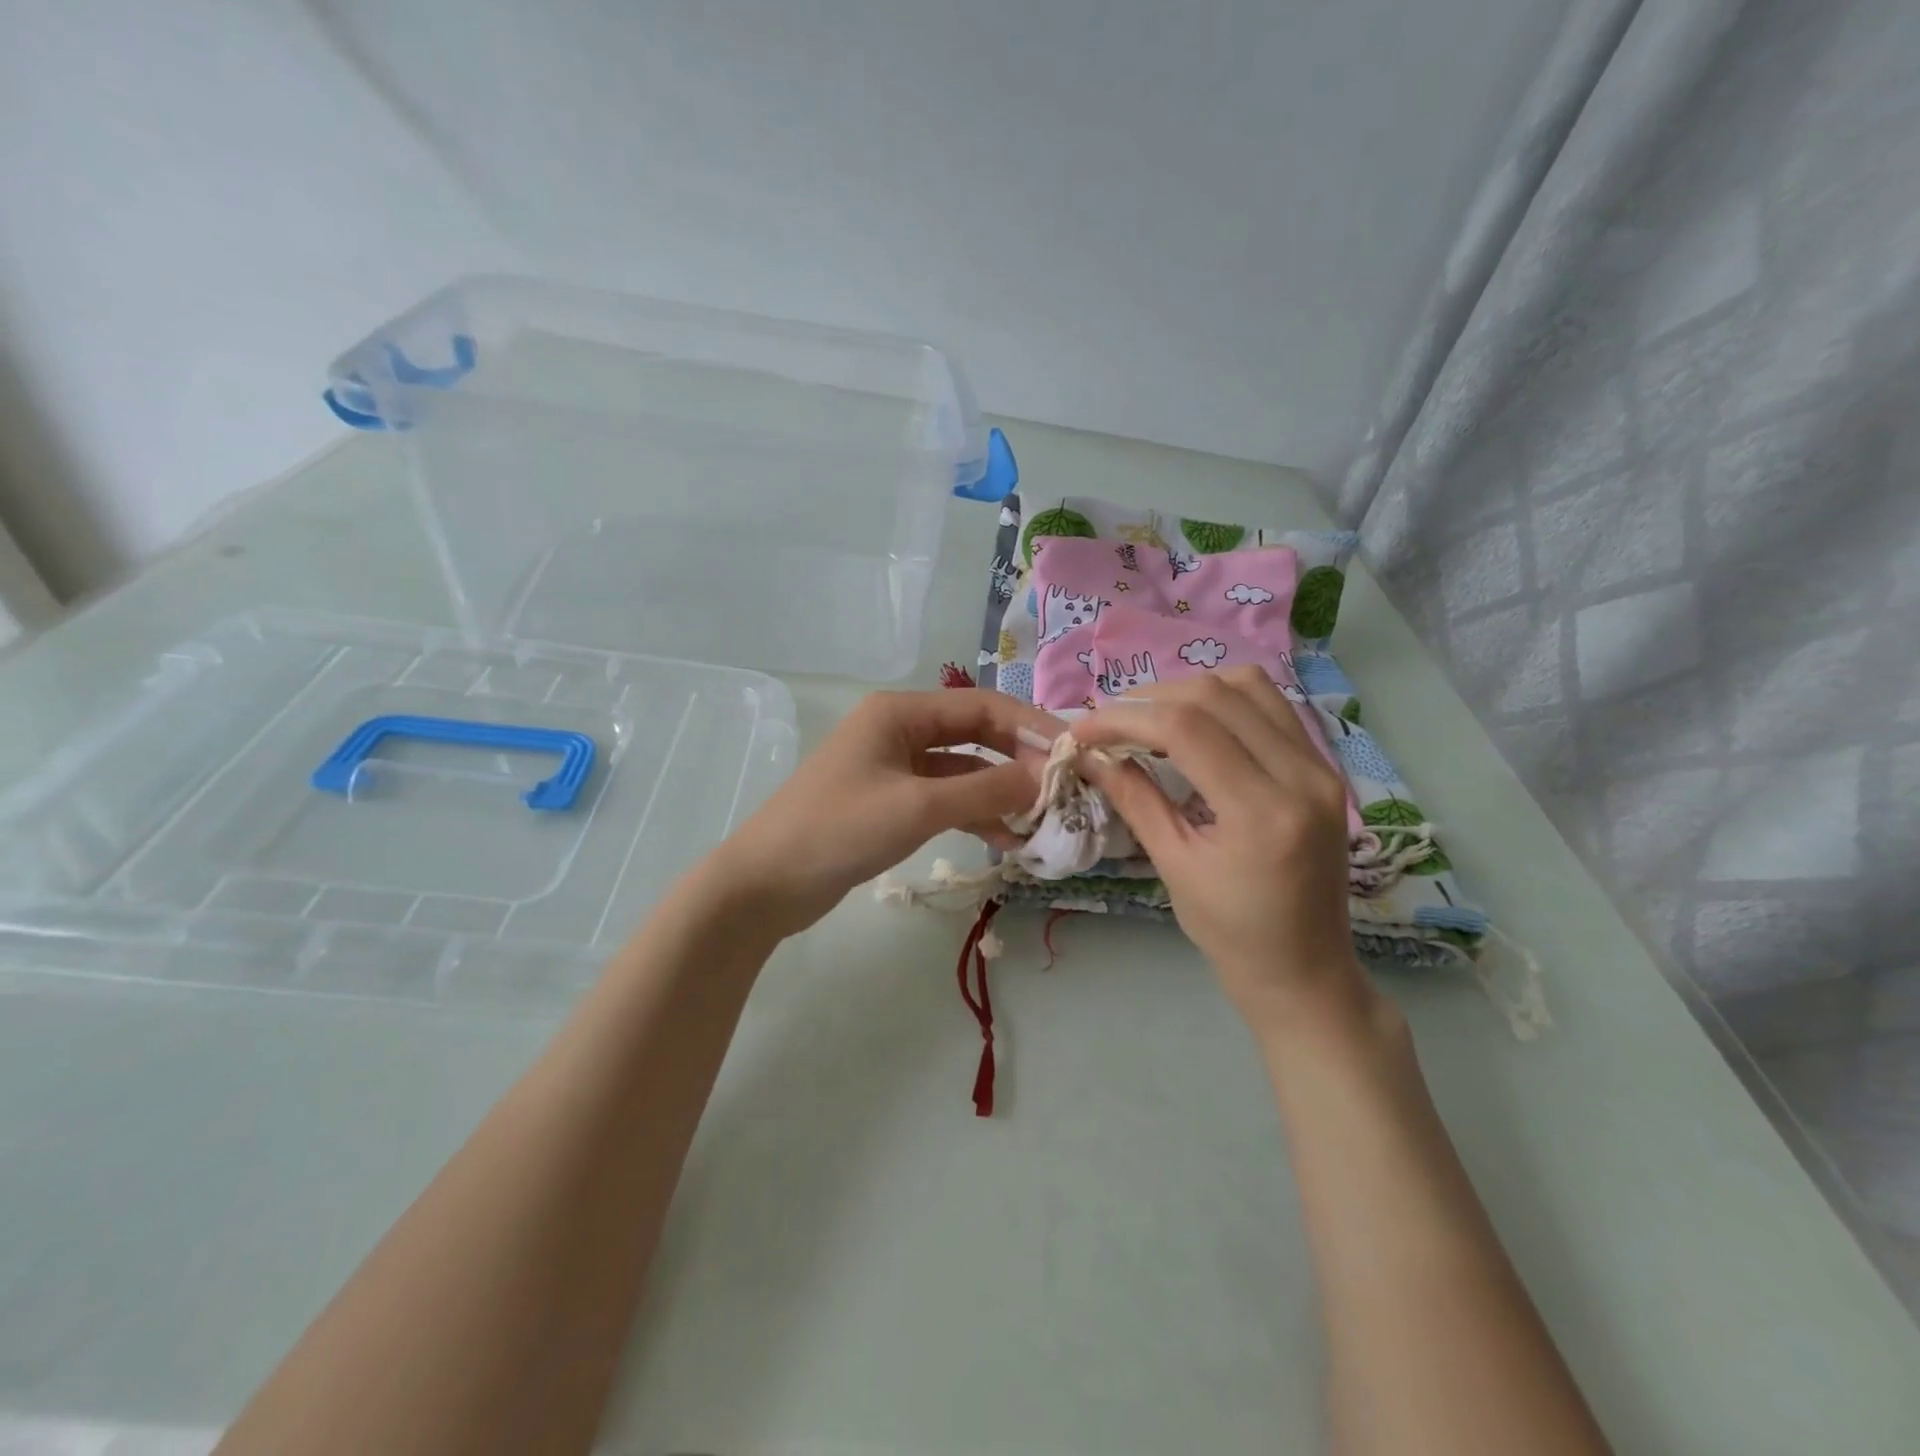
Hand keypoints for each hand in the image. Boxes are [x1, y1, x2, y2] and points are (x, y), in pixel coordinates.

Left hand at [710, 689, 1062, 937]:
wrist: (765, 884)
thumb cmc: (838, 830)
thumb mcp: (918, 807)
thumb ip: (985, 791)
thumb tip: (1045, 778)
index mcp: (900, 712)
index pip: (982, 708)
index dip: (1030, 727)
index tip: (1073, 753)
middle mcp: (899, 730)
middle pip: (975, 735)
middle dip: (1018, 760)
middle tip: (1062, 788)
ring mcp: (893, 768)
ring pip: (962, 771)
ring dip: (999, 792)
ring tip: (1040, 820)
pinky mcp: (890, 803)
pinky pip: (944, 799)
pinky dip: (973, 814)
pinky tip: (1003, 840)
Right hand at [1072, 667, 1369, 1030]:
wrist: (1306, 970)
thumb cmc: (1232, 933)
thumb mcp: (1174, 866)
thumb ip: (1134, 798)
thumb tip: (1089, 753)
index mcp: (1262, 813)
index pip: (1186, 729)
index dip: (1125, 718)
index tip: (1083, 729)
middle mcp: (1302, 776)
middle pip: (1217, 695)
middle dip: (1151, 698)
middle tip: (1110, 723)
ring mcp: (1321, 767)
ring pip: (1249, 686)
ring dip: (1190, 690)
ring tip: (1149, 717)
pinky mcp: (1324, 768)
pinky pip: (1272, 706)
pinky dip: (1224, 701)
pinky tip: (1194, 723)